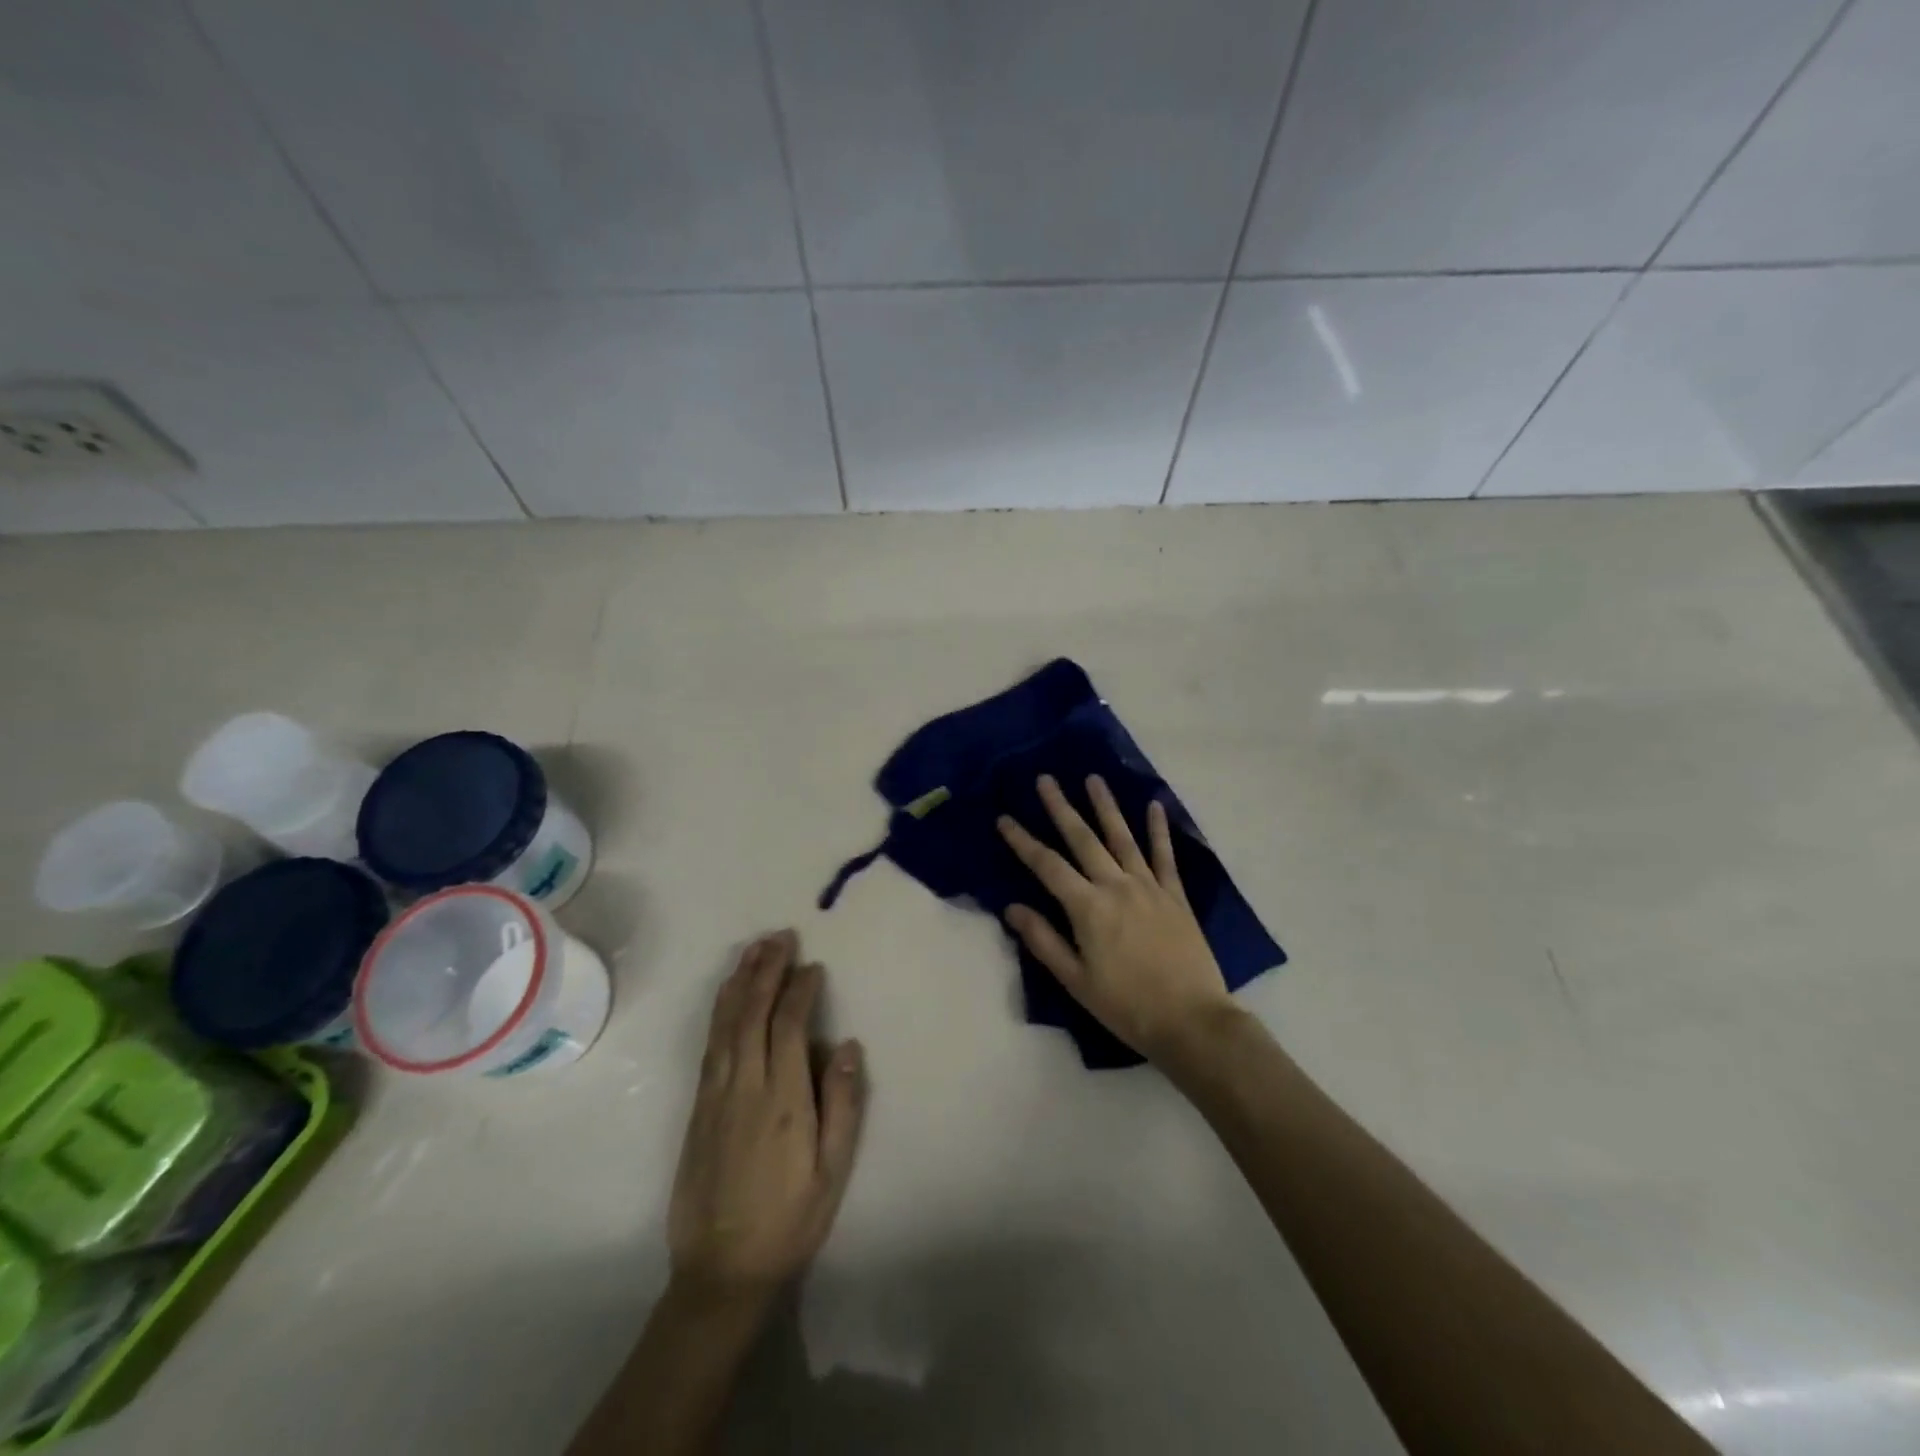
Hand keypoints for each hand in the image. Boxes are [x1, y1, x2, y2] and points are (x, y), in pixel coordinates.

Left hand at [668, 931, 865, 1303]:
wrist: (721, 1272)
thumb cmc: (790, 1220)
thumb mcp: (833, 1170)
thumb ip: (843, 1103)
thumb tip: (847, 1044)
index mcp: (783, 1099)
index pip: (790, 1025)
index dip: (801, 990)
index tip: (813, 966)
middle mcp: (745, 1086)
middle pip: (753, 1013)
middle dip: (767, 970)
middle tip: (780, 937)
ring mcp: (715, 1095)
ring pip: (725, 1024)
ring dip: (740, 981)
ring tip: (753, 949)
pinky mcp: (697, 1108)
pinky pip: (709, 1045)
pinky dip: (720, 1012)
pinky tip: (727, 996)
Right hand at [998, 775, 1236, 1063]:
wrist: (1191, 1021)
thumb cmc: (1126, 1006)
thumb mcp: (1075, 981)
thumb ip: (1043, 940)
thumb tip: (1012, 907)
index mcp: (1088, 908)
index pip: (1047, 866)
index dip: (1023, 841)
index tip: (1005, 818)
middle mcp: (1116, 886)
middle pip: (1083, 839)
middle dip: (1061, 808)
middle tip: (1046, 779)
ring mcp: (1149, 887)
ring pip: (1122, 838)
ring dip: (1106, 806)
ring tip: (1093, 778)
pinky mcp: (1175, 896)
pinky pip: (1165, 856)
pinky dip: (1159, 830)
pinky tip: (1154, 805)